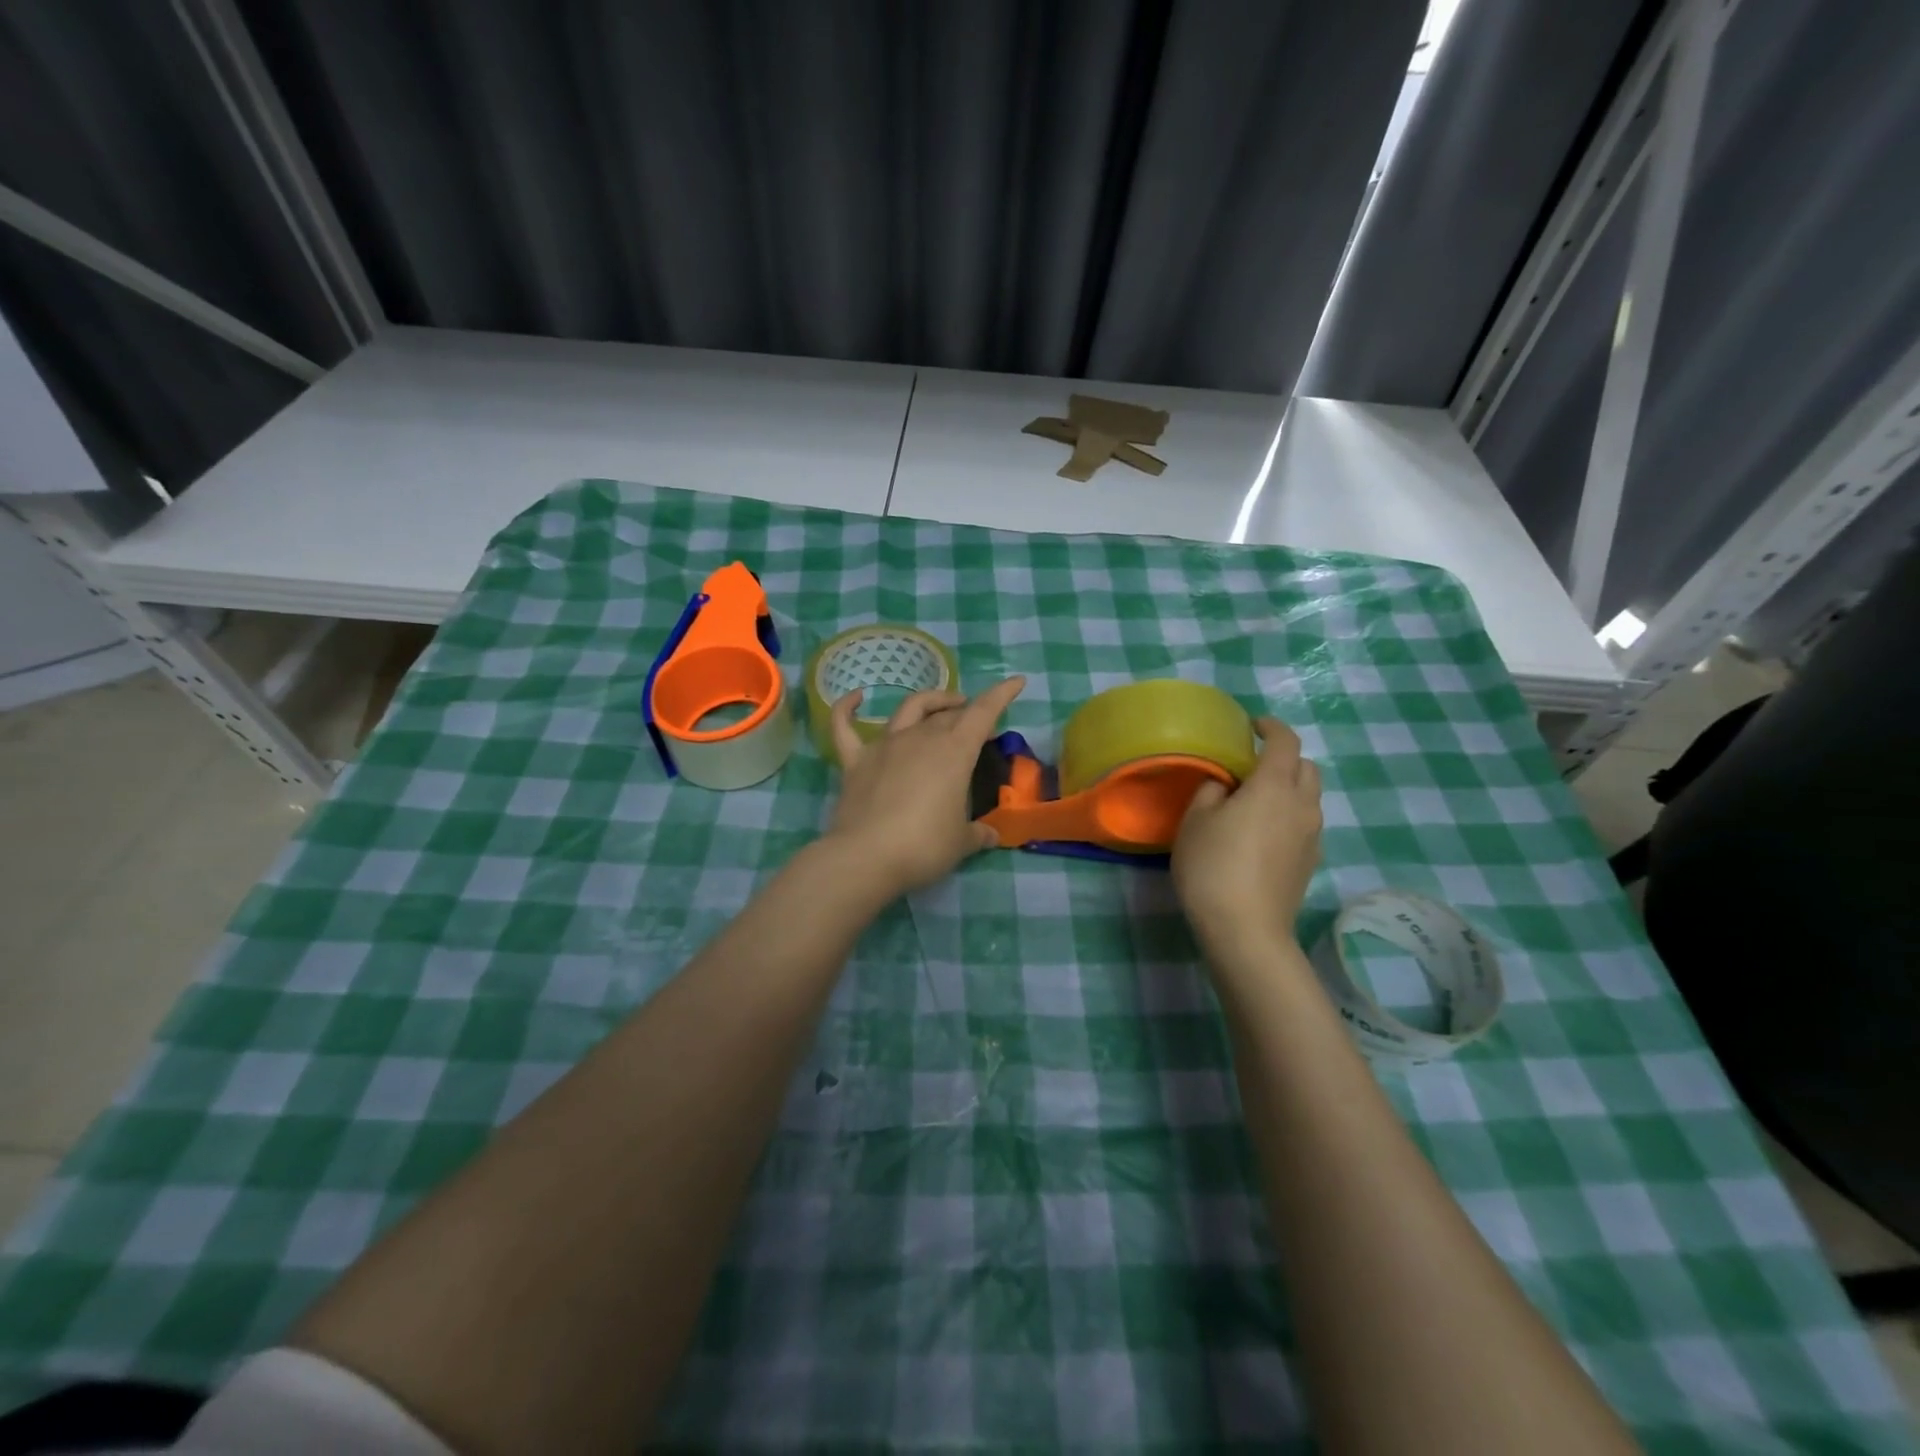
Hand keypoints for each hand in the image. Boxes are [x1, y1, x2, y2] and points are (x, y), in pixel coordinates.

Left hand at [825, 675, 1026, 896]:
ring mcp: (884, 746)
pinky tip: (856, 697)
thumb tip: (991, 835)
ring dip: (930, 701)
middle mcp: (920, 738)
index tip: (1016, 682)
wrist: (866, 857)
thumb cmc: (924, 846)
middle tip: (979, 727)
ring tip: (943, 706)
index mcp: (954, 752)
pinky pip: (846, 725)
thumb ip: (978, 833)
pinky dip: (849, 707)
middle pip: (948, 714)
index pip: (983, 713)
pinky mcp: (855, 760)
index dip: (1001, 695)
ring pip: (909, 709)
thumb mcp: (961, 843)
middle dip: (967, 712)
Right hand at [1172, 717, 1322, 957]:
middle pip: (1307, 767)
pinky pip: (1305, 823)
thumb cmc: (1213, 867)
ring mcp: (1312, 836)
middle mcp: (1302, 805)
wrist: (1246, 930)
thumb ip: (1211, 792)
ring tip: (1256, 800)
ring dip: (1289, 788)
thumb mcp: (1195, 821)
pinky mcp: (1310, 861)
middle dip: (1284, 757)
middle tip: (1253, 765)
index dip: (1271, 727)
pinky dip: (1289, 814)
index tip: (1253, 726)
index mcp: (1273, 786)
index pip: (1285, 741)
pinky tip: (1262, 833)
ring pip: (1309, 796)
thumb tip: (1225, 787)